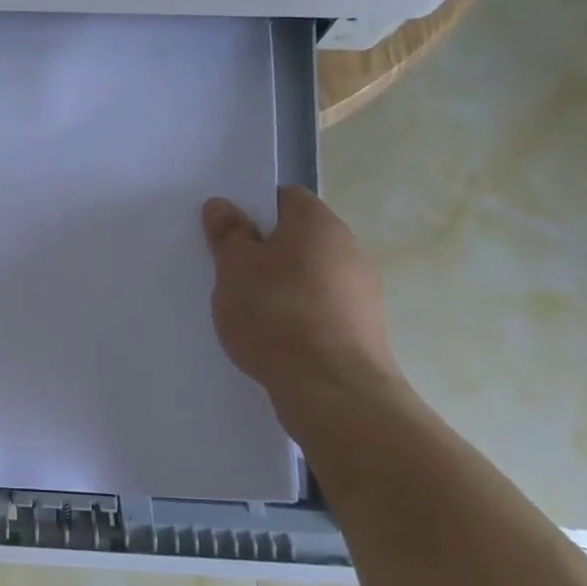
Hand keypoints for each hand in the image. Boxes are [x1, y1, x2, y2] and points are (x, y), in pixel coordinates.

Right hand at [202, 187, 402, 424]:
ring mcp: (362, 290)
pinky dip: (299, 314)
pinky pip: (322, 307)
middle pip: (298, 237)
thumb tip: (222, 204)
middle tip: (230, 273)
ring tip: (249, 311)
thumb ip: (227, 234)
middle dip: (265, 250)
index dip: (253, 210)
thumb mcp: (234, 268)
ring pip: (310, 274)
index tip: (227, 235)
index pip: (284, 197)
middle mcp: (349, 248)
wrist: (331, 388)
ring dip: (282, 284)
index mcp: (318, 223)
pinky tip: (275, 337)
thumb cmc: (275, 314)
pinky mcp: (364, 327)